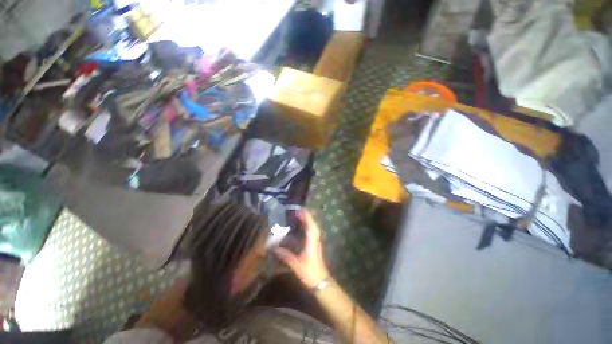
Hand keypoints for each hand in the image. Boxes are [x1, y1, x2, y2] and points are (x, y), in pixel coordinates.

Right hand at [275, 210, 329, 288]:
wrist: (321, 281)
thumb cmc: (309, 272)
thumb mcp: (296, 265)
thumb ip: (285, 256)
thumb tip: (274, 248)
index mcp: (312, 241)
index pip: (310, 225)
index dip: (306, 216)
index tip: (299, 209)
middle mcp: (315, 239)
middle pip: (313, 224)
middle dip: (306, 216)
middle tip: (297, 211)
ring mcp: (316, 241)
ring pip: (313, 227)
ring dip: (308, 220)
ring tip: (299, 215)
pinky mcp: (315, 244)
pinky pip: (313, 231)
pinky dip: (308, 226)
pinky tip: (302, 226)